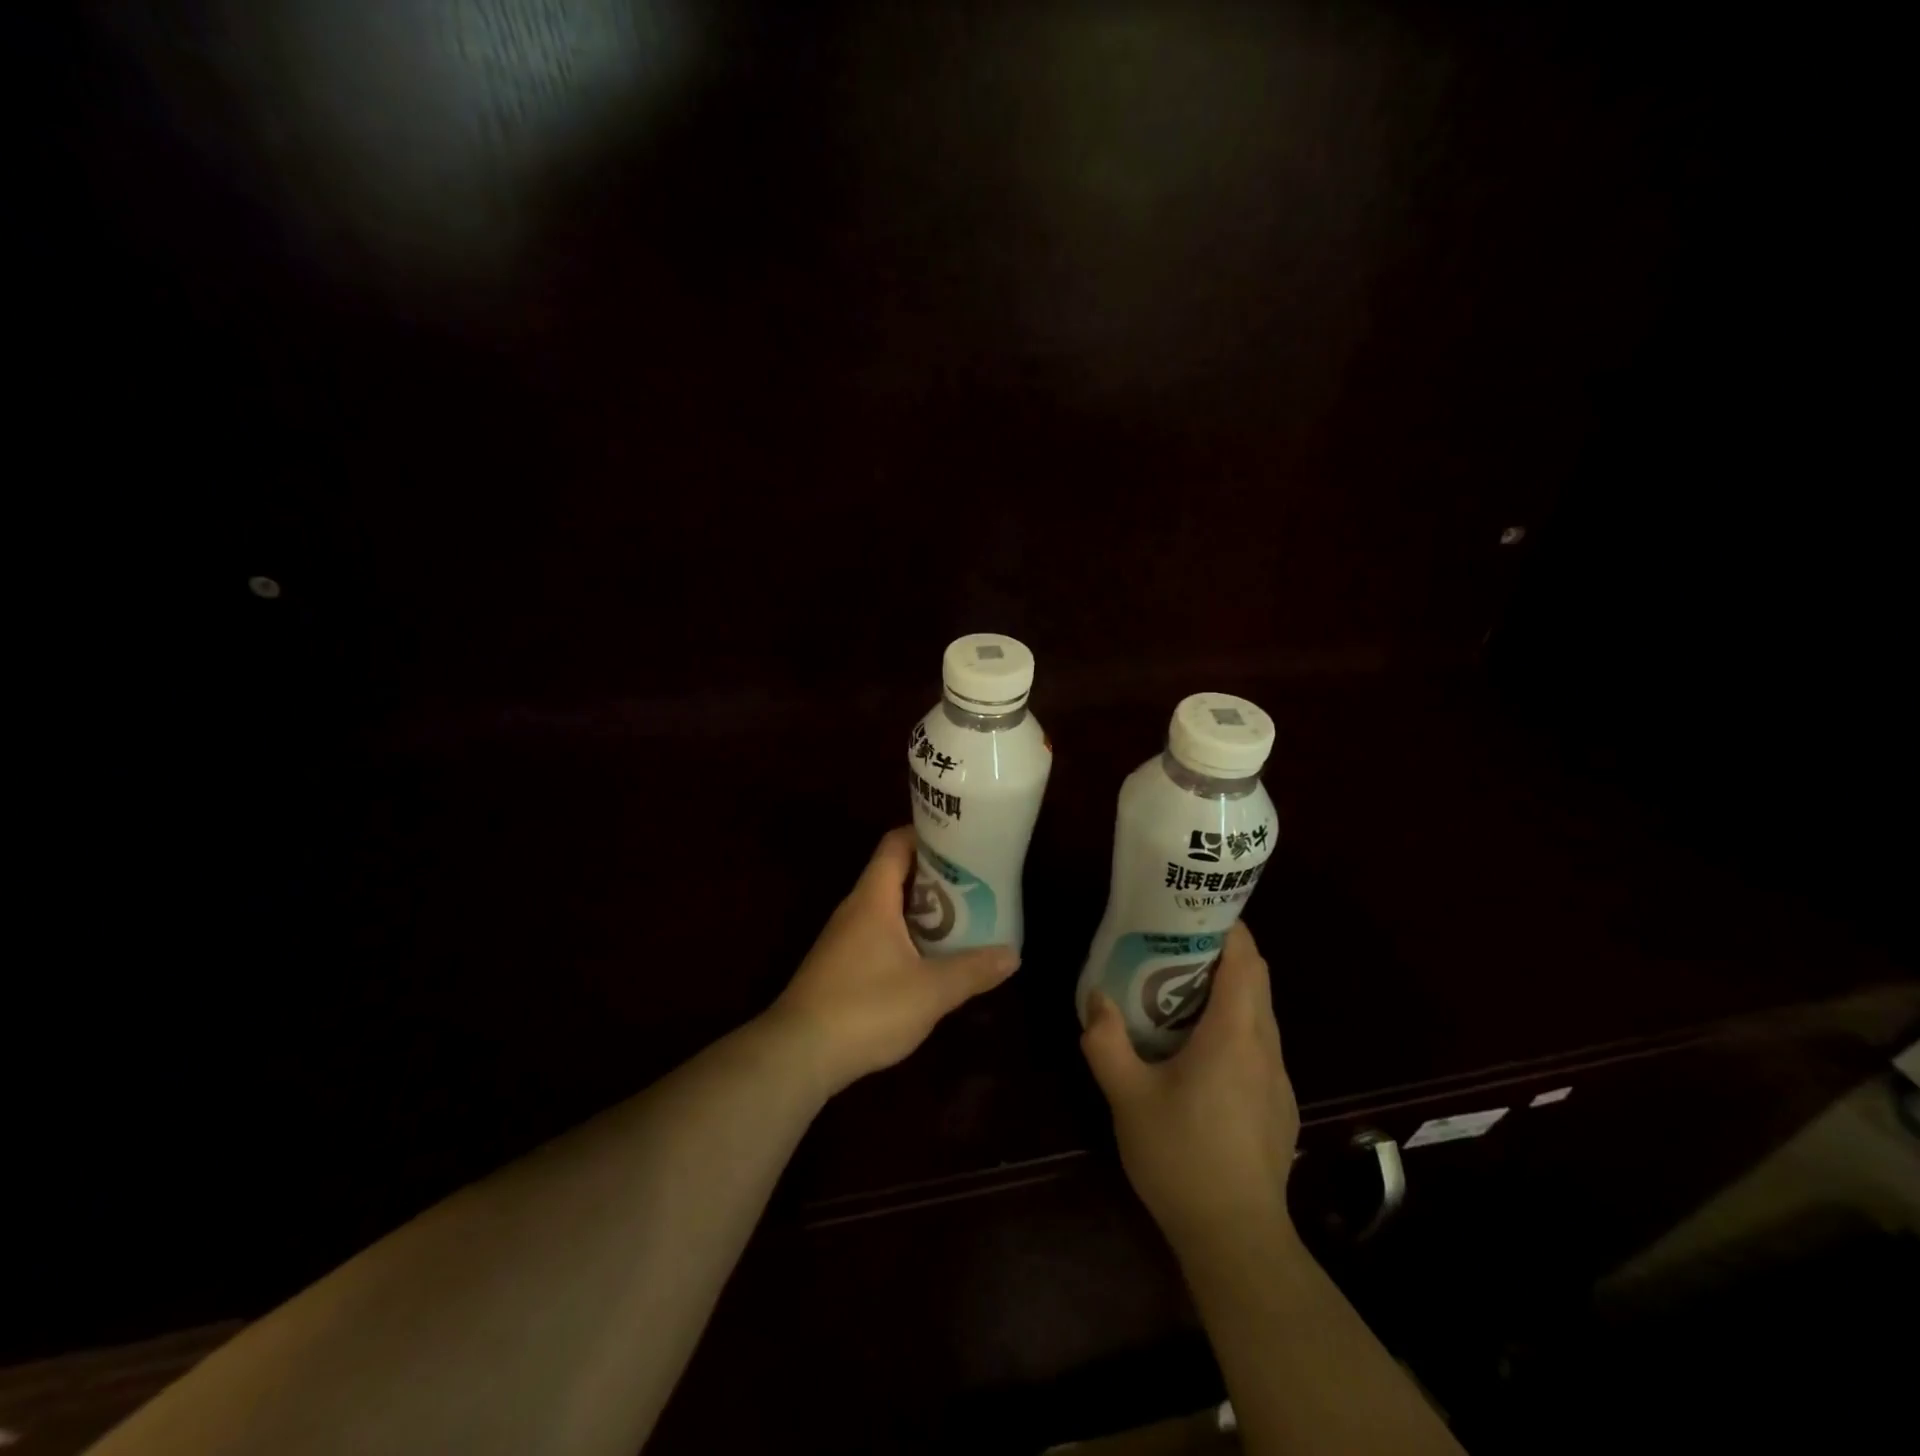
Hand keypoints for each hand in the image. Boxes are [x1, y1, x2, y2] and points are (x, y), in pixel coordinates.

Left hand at [768, 827, 1019, 1096]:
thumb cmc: (865, 1008)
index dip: (927, 835)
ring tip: (964, 917)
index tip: (962, 839)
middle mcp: (855, 909)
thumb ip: (972, 970)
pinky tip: (931, 959)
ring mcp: (844, 938)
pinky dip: (907, 936)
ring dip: (923, 909)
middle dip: (935, 876)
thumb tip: (1013, 954)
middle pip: (896, 874)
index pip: (896, 844)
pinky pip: (879, 935)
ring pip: (888, 908)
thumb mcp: (930, 990)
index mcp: (873, 898)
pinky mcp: (841, 967)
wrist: (798, 1055)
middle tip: (975, 882)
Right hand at [1081, 922, 1299, 1255]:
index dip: (1227, 927)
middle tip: (1175, 945)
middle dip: (1223, 953)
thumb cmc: (1181, 1157)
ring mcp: (1278, 1077)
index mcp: (1234, 1034)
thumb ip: (1105, 1041)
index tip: (1193, 911)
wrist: (1236, 1238)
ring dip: (1229, 990)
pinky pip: (1260, 1043)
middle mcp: (1265, 1046)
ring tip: (1180, 991)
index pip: (1245, 960)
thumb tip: (1095, 999)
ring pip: (1260, 1012)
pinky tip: (1201, 1051)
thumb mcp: (1127, 1097)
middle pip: (1256, 979)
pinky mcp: (1279, 1103)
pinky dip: (1236, 1024)